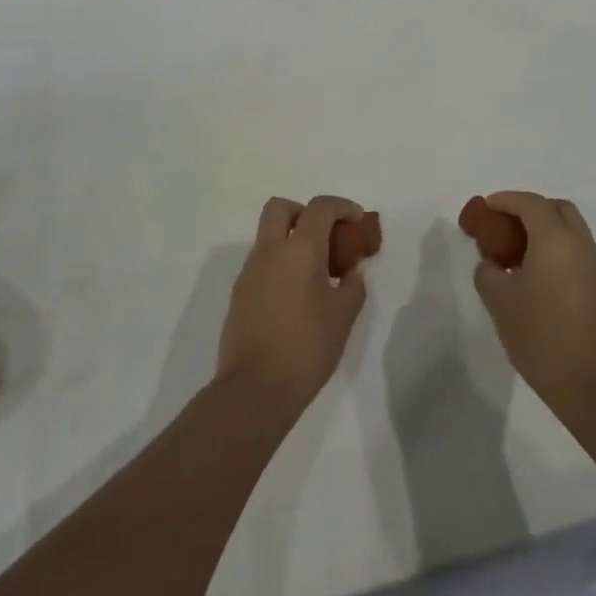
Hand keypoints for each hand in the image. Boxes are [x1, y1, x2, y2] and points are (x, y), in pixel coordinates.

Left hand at [217, 196, 369, 413]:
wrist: (254, 389)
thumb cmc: (306, 348)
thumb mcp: (343, 316)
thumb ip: (353, 285)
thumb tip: (350, 272)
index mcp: (300, 250)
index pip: (320, 207)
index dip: (342, 207)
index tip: (357, 221)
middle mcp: (269, 252)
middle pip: (280, 208)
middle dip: (305, 212)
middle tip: (325, 235)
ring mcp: (249, 272)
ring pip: (268, 236)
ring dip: (291, 240)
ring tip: (316, 272)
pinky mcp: (239, 294)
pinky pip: (261, 262)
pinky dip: (280, 263)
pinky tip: (296, 295)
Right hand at [471, 192, 595, 415]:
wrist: (591, 384)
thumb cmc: (541, 335)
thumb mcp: (500, 301)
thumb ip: (488, 271)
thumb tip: (492, 264)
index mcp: (556, 239)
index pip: (530, 203)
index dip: (506, 200)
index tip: (486, 208)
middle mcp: (580, 244)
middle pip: (556, 209)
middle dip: (529, 209)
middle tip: (504, 225)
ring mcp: (595, 265)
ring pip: (570, 230)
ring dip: (544, 229)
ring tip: (516, 251)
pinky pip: (576, 251)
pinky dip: (555, 248)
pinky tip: (535, 273)